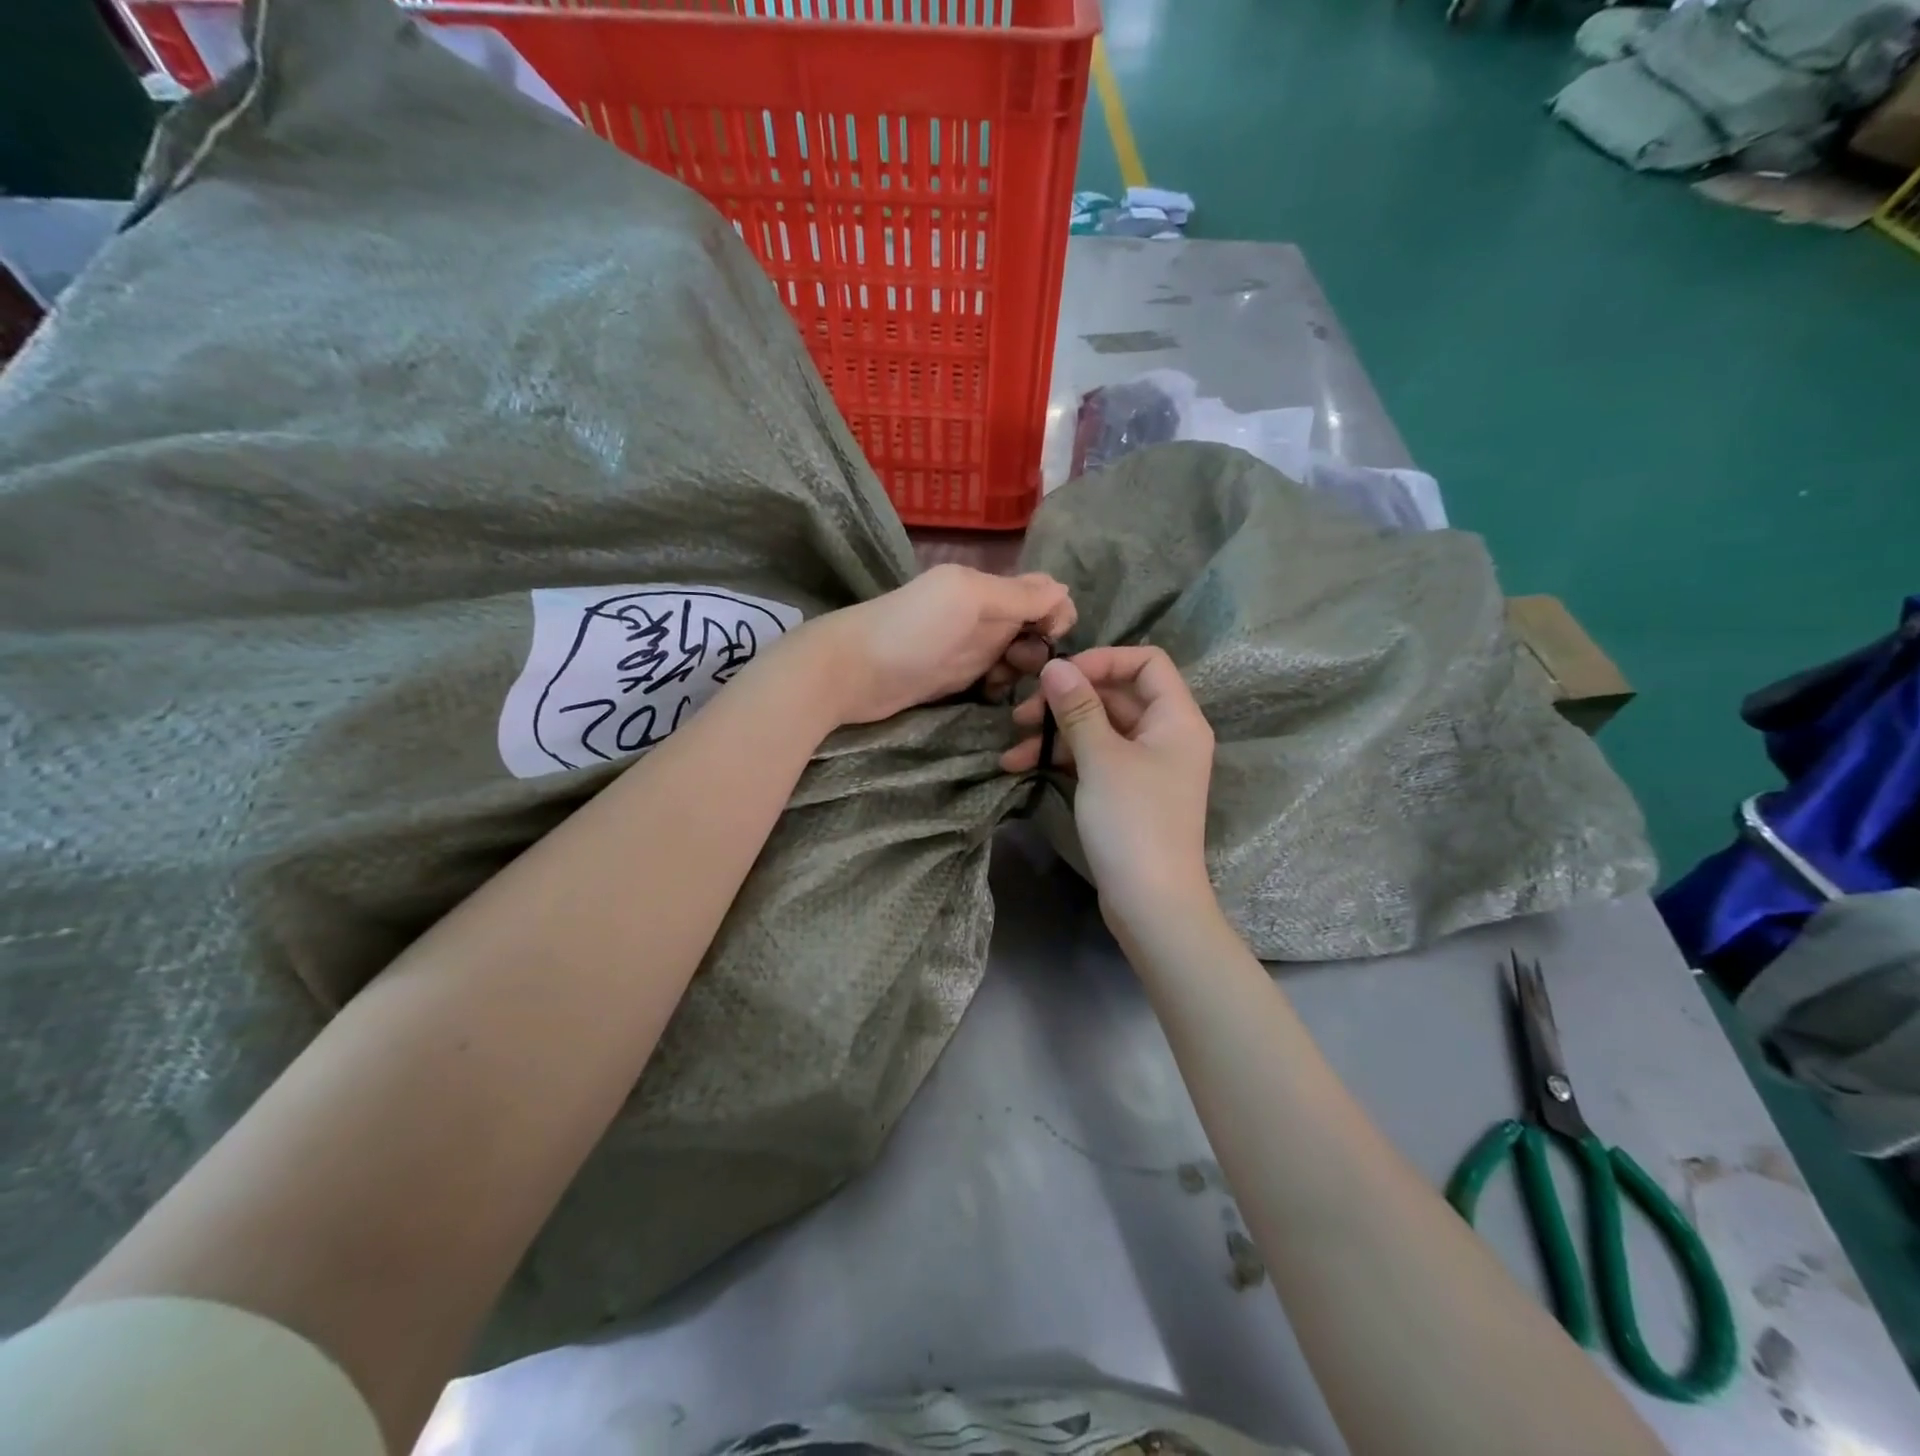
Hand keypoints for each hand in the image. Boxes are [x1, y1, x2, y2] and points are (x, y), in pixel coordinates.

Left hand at [808, 565, 1075, 726]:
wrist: (850, 672)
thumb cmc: (911, 630)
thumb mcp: (967, 598)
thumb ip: (1017, 595)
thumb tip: (1065, 591)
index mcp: (986, 588)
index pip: (1041, 594)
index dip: (1056, 614)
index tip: (1052, 639)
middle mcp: (981, 616)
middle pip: (1032, 629)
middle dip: (1039, 649)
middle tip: (1021, 667)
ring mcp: (967, 649)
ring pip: (1015, 658)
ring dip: (1021, 671)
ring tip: (1003, 684)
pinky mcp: (954, 680)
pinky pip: (993, 681)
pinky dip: (1000, 688)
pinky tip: (991, 696)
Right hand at [1000, 646, 1216, 937]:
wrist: (1151, 903)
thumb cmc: (1133, 822)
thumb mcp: (1101, 759)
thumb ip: (1078, 707)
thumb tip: (1055, 665)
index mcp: (1177, 718)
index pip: (1146, 662)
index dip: (1103, 659)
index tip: (1059, 675)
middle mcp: (1166, 735)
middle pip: (1115, 695)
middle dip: (1066, 700)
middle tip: (1022, 713)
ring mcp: (1146, 766)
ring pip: (1098, 729)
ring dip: (1056, 732)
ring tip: (1013, 747)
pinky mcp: (1127, 792)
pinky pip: (1094, 758)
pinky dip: (1063, 758)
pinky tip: (1022, 767)